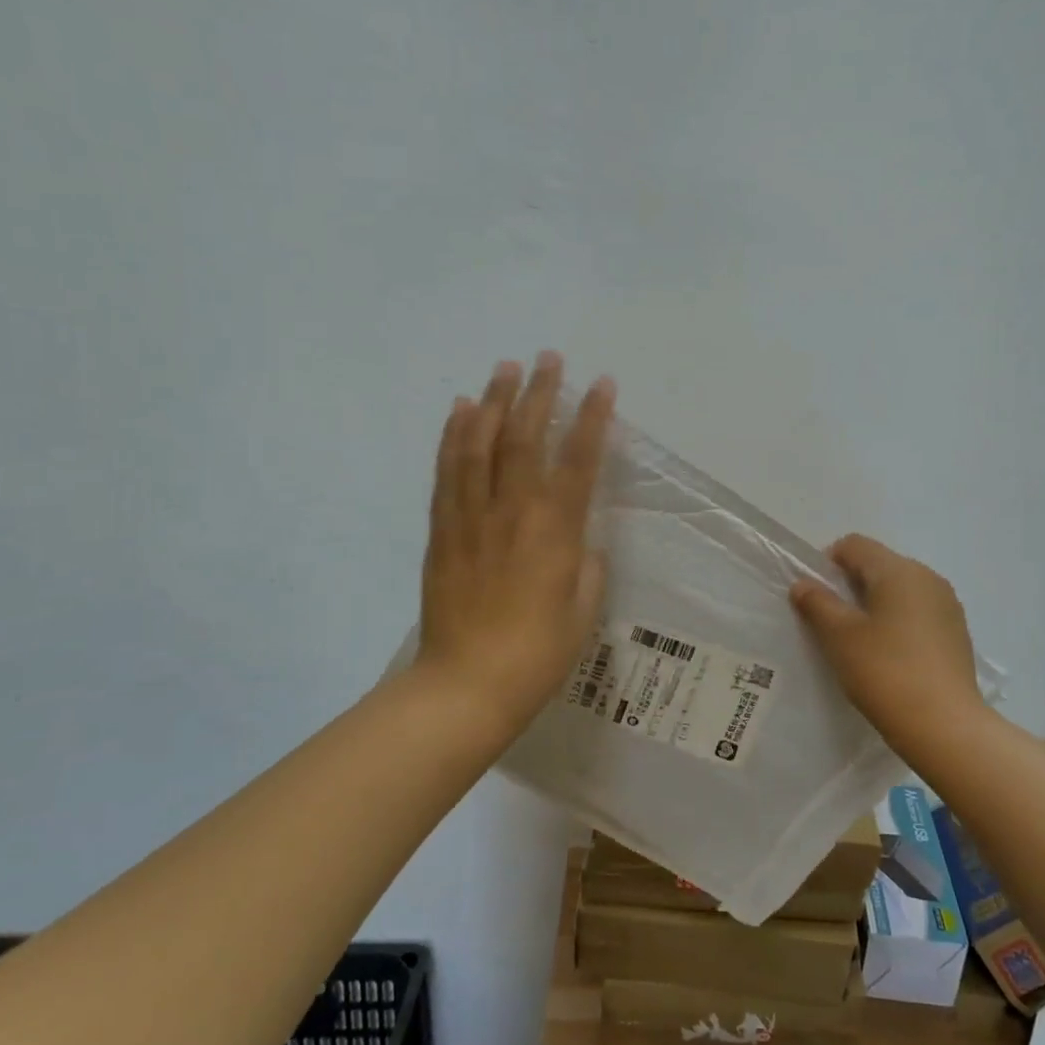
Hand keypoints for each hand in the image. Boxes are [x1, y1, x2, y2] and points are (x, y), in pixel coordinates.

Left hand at [415, 353, 615, 732]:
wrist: (465, 687)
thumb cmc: (537, 655)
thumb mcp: (583, 611)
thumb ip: (587, 566)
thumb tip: (581, 541)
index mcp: (555, 531)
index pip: (577, 459)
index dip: (591, 417)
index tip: (601, 383)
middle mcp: (512, 512)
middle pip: (524, 437)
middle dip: (538, 392)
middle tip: (547, 357)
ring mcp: (471, 517)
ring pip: (480, 444)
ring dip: (493, 400)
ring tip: (503, 367)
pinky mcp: (442, 530)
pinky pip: (447, 471)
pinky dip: (453, 435)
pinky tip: (459, 409)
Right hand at [789, 535, 982, 733]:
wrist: (945, 727)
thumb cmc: (885, 672)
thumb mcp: (840, 637)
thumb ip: (818, 603)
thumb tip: (803, 583)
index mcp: (899, 570)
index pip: (854, 545)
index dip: (828, 564)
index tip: (818, 600)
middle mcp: (927, 577)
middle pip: (878, 564)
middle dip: (851, 585)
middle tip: (834, 624)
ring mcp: (947, 604)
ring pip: (899, 589)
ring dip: (875, 605)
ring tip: (862, 643)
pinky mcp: (956, 631)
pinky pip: (917, 611)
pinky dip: (898, 622)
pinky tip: (890, 657)